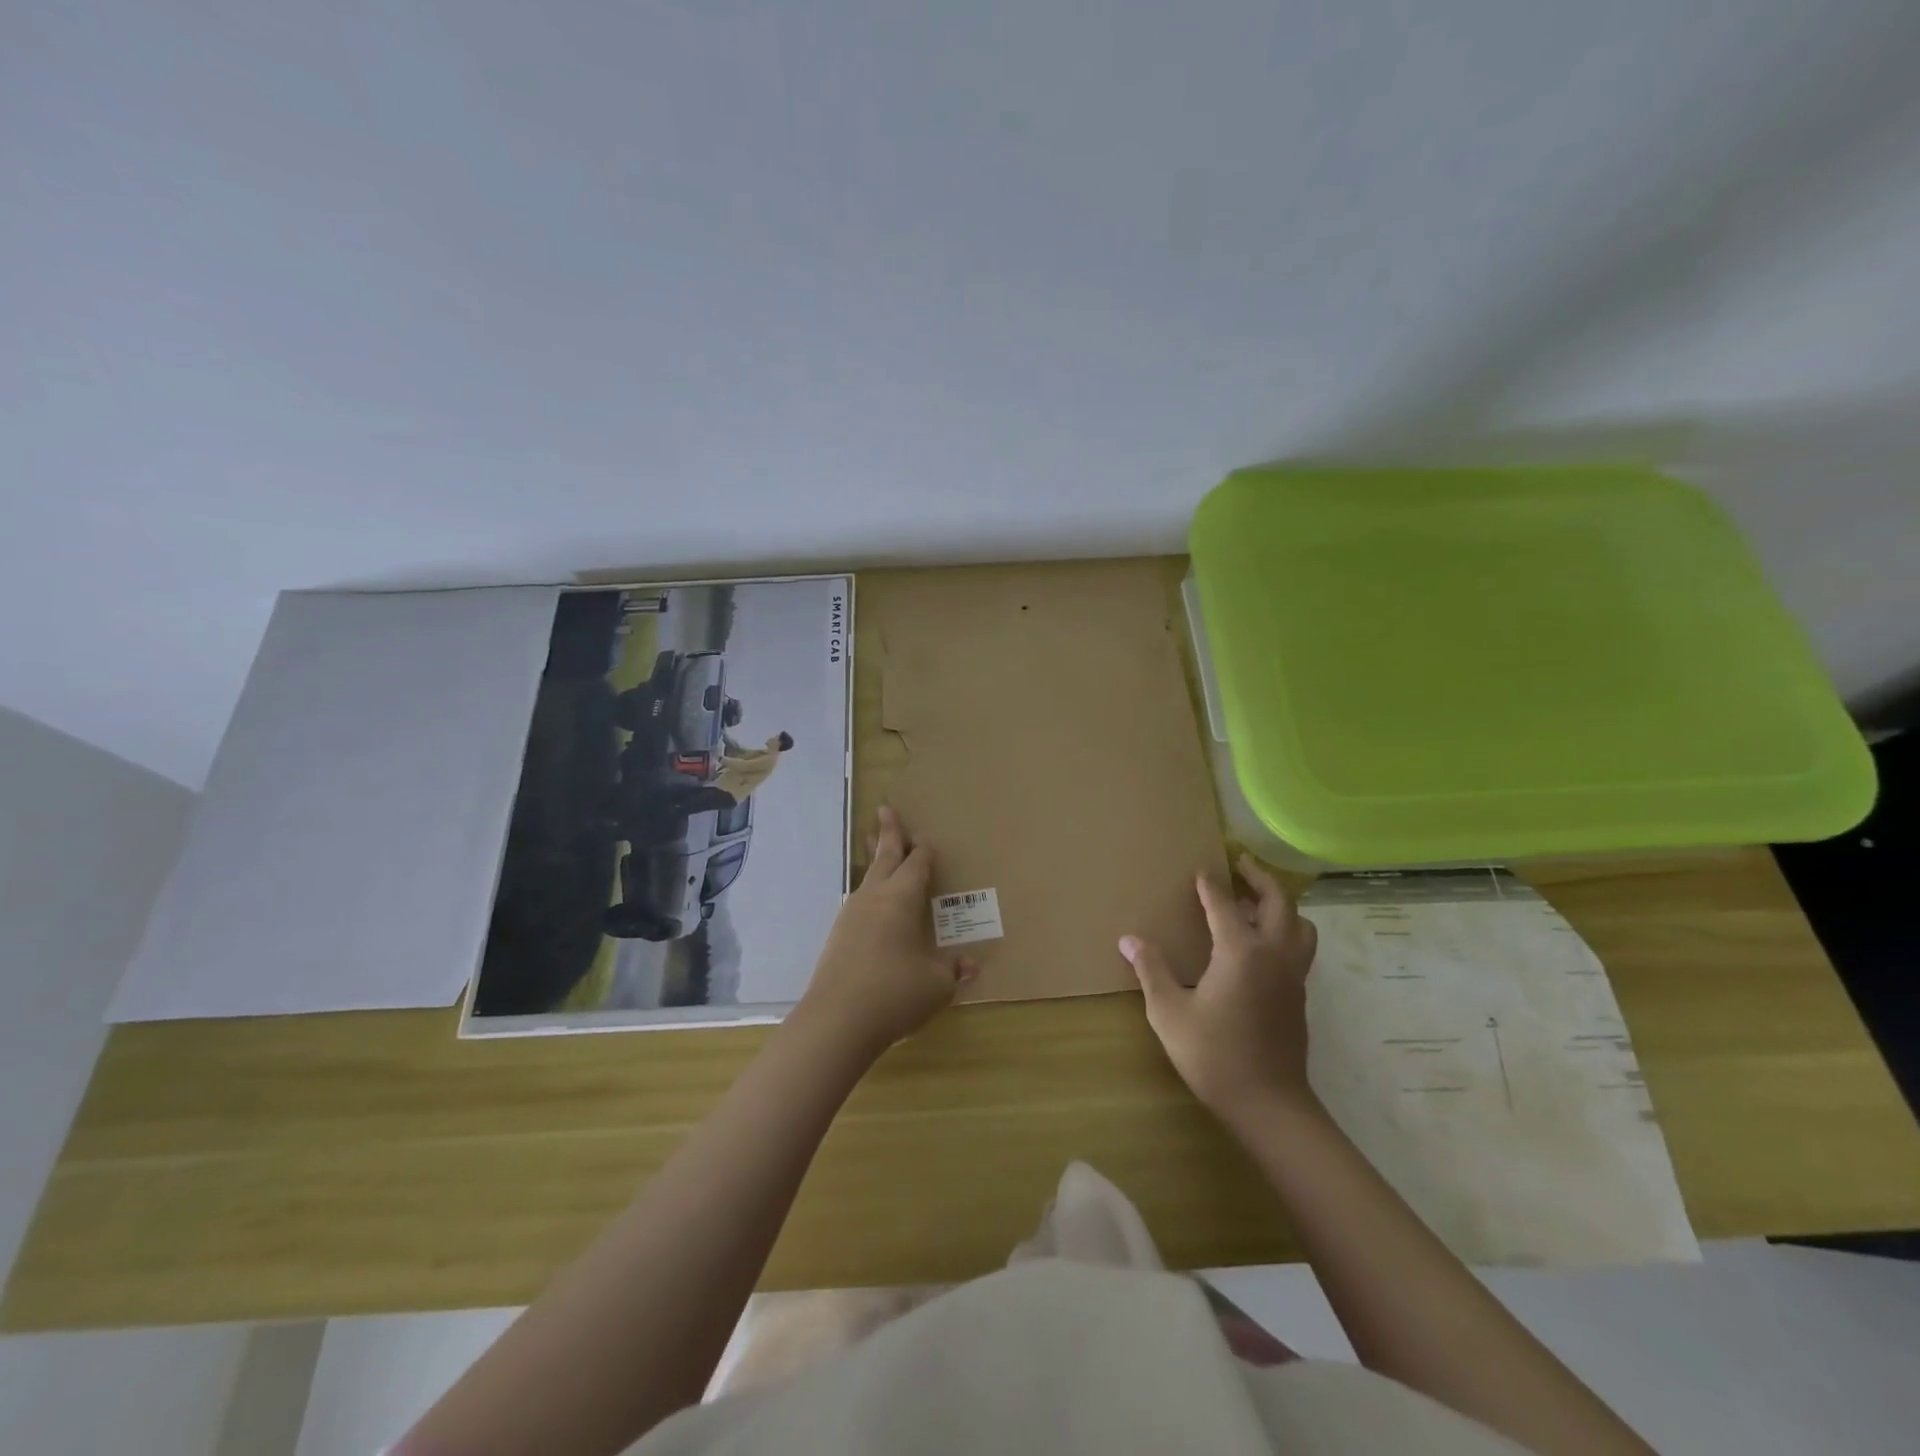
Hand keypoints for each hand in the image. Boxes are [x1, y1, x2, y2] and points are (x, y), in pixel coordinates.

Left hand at [794, 805, 976, 1059]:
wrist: (836, 1021)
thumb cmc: (895, 993)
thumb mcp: (936, 984)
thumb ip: (953, 971)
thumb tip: (972, 966)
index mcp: (901, 899)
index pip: (916, 865)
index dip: (923, 851)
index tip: (925, 837)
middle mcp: (874, 898)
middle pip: (884, 857)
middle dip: (888, 833)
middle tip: (885, 809)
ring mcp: (851, 916)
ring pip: (867, 878)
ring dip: (875, 860)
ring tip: (876, 848)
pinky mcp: (838, 937)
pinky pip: (858, 902)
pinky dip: (868, 893)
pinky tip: (870, 905)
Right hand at [1120, 853, 1318, 1118]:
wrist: (1268, 1104)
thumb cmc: (1214, 1055)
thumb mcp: (1169, 1012)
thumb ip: (1151, 970)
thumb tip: (1128, 939)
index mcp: (1240, 952)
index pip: (1224, 904)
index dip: (1210, 885)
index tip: (1200, 870)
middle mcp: (1273, 954)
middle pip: (1278, 902)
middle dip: (1260, 878)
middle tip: (1241, 863)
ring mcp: (1293, 975)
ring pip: (1300, 925)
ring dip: (1281, 905)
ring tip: (1256, 903)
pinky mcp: (1299, 995)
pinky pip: (1300, 947)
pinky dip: (1286, 930)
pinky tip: (1261, 945)